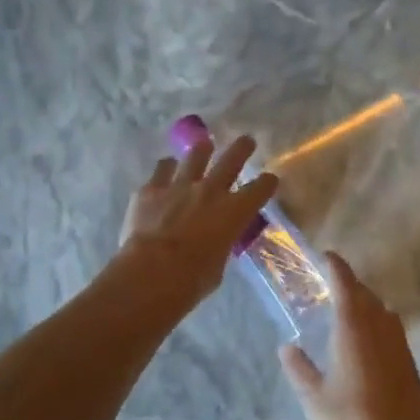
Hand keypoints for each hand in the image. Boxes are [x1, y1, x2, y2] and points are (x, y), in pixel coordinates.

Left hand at [117, 135, 276, 311]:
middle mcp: (210, 191)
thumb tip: (216, 241)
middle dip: (241, 148)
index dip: (267, 184)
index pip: (259, 189)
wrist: (152, 272)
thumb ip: (220, 245)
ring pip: (195, 156)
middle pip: (231, 160)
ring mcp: (179, 186)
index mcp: (234, 212)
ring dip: (202, 150)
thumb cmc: (193, 279)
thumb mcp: (218, 265)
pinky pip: (161, 169)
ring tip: (205, 145)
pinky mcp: (150, 189)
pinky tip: (166, 168)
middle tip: (247, 140)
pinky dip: (167, 168)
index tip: (269, 180)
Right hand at [280, 253, 419, 419]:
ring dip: (369, 307)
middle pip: (368, 297)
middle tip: (332, 289)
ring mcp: (401, 349)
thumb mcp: (313, 398)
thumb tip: (287, 347)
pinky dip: (381, 329)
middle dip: (351, 288)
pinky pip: (395, 335)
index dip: (337, 268)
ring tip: (351, 315)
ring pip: (385, 315)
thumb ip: (299, 368)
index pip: (346, 287)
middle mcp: (381, 332)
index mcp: (353, 333)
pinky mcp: (412, 368)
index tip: (327, 256)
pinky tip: (370, 347)